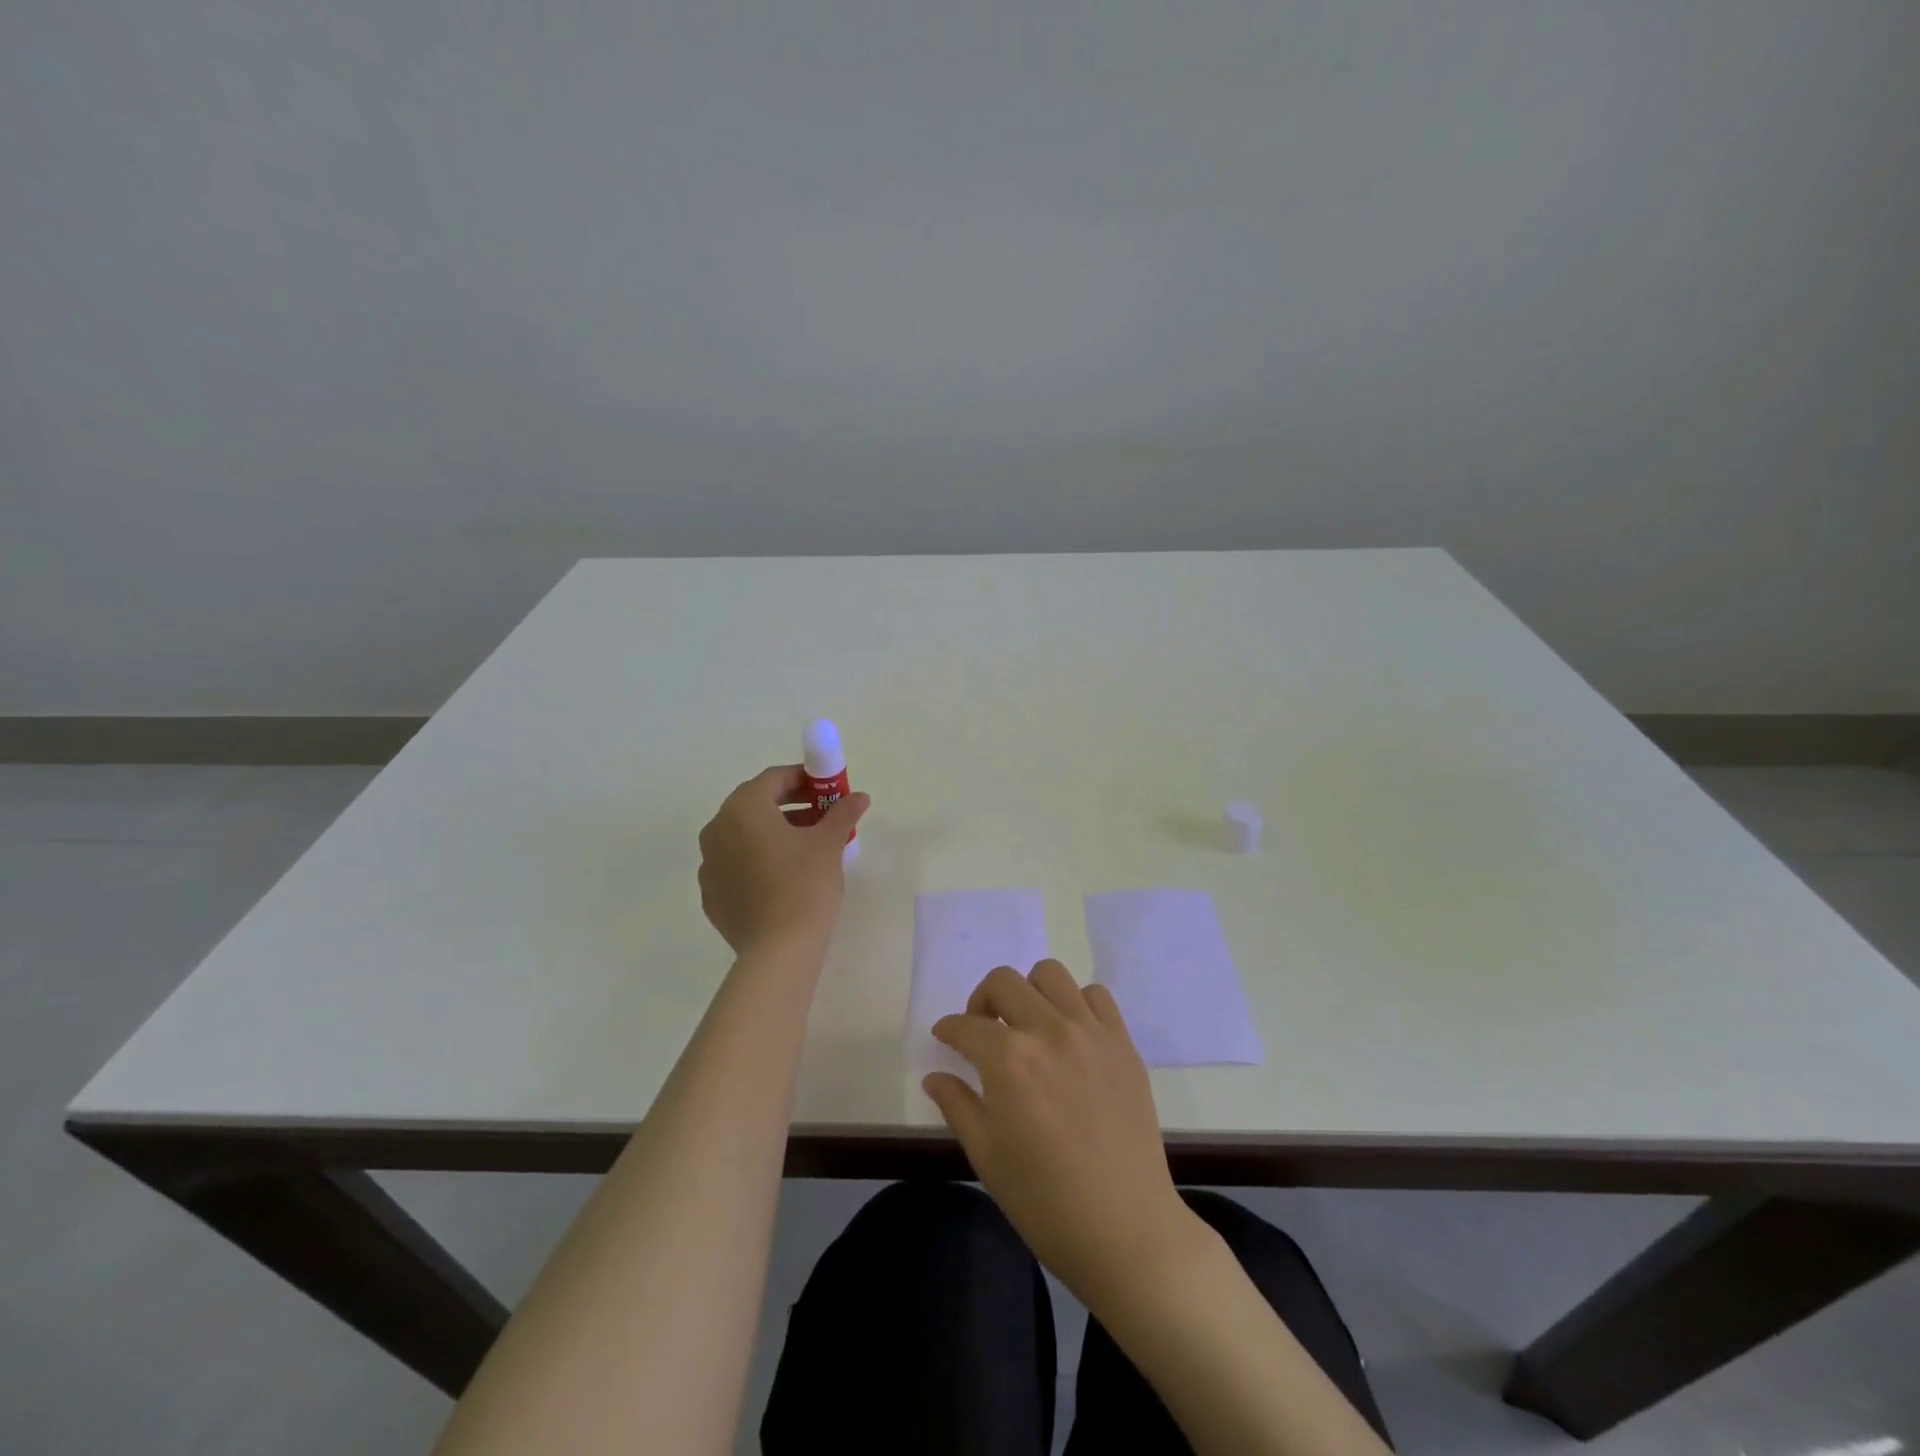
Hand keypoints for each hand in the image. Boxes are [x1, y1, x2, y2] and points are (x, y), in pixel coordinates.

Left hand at [697, 766, 868, 954]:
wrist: (778, 950)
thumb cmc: (805, 885)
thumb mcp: (829, 844)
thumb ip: (842, 813)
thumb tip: (859, 797)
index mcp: (743, 809)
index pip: (773, 778)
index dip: (803, 779)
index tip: (827, 790)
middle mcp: (717, 829)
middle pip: (755, 804)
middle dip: (789, 805)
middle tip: (821, 815)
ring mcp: (709, 864)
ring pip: (743, 835)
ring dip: (773, 831)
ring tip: (807, 846)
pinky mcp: (711, 894)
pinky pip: (735, 863)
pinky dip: (758, 859)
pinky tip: (783, 876)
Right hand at [923, 960, 1194, 1308]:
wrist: (1125, 1230)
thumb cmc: (1045, 1202)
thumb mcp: (987, 1156)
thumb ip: (957, 1105)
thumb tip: (935, 1076)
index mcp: (1009, 1060)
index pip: (967, 1026)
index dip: (948, 1029)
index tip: (944, 1037)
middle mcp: (1049, 1031)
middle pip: (1004, 982)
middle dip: (982, 1000)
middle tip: (981, 1030)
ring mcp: (1091, 1032)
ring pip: (1051, 975)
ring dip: (1029, 992)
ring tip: (1027, 1025)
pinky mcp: (1122, 1043)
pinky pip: (1096, 996)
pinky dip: (1075, 1003)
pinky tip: (1069, 1035)